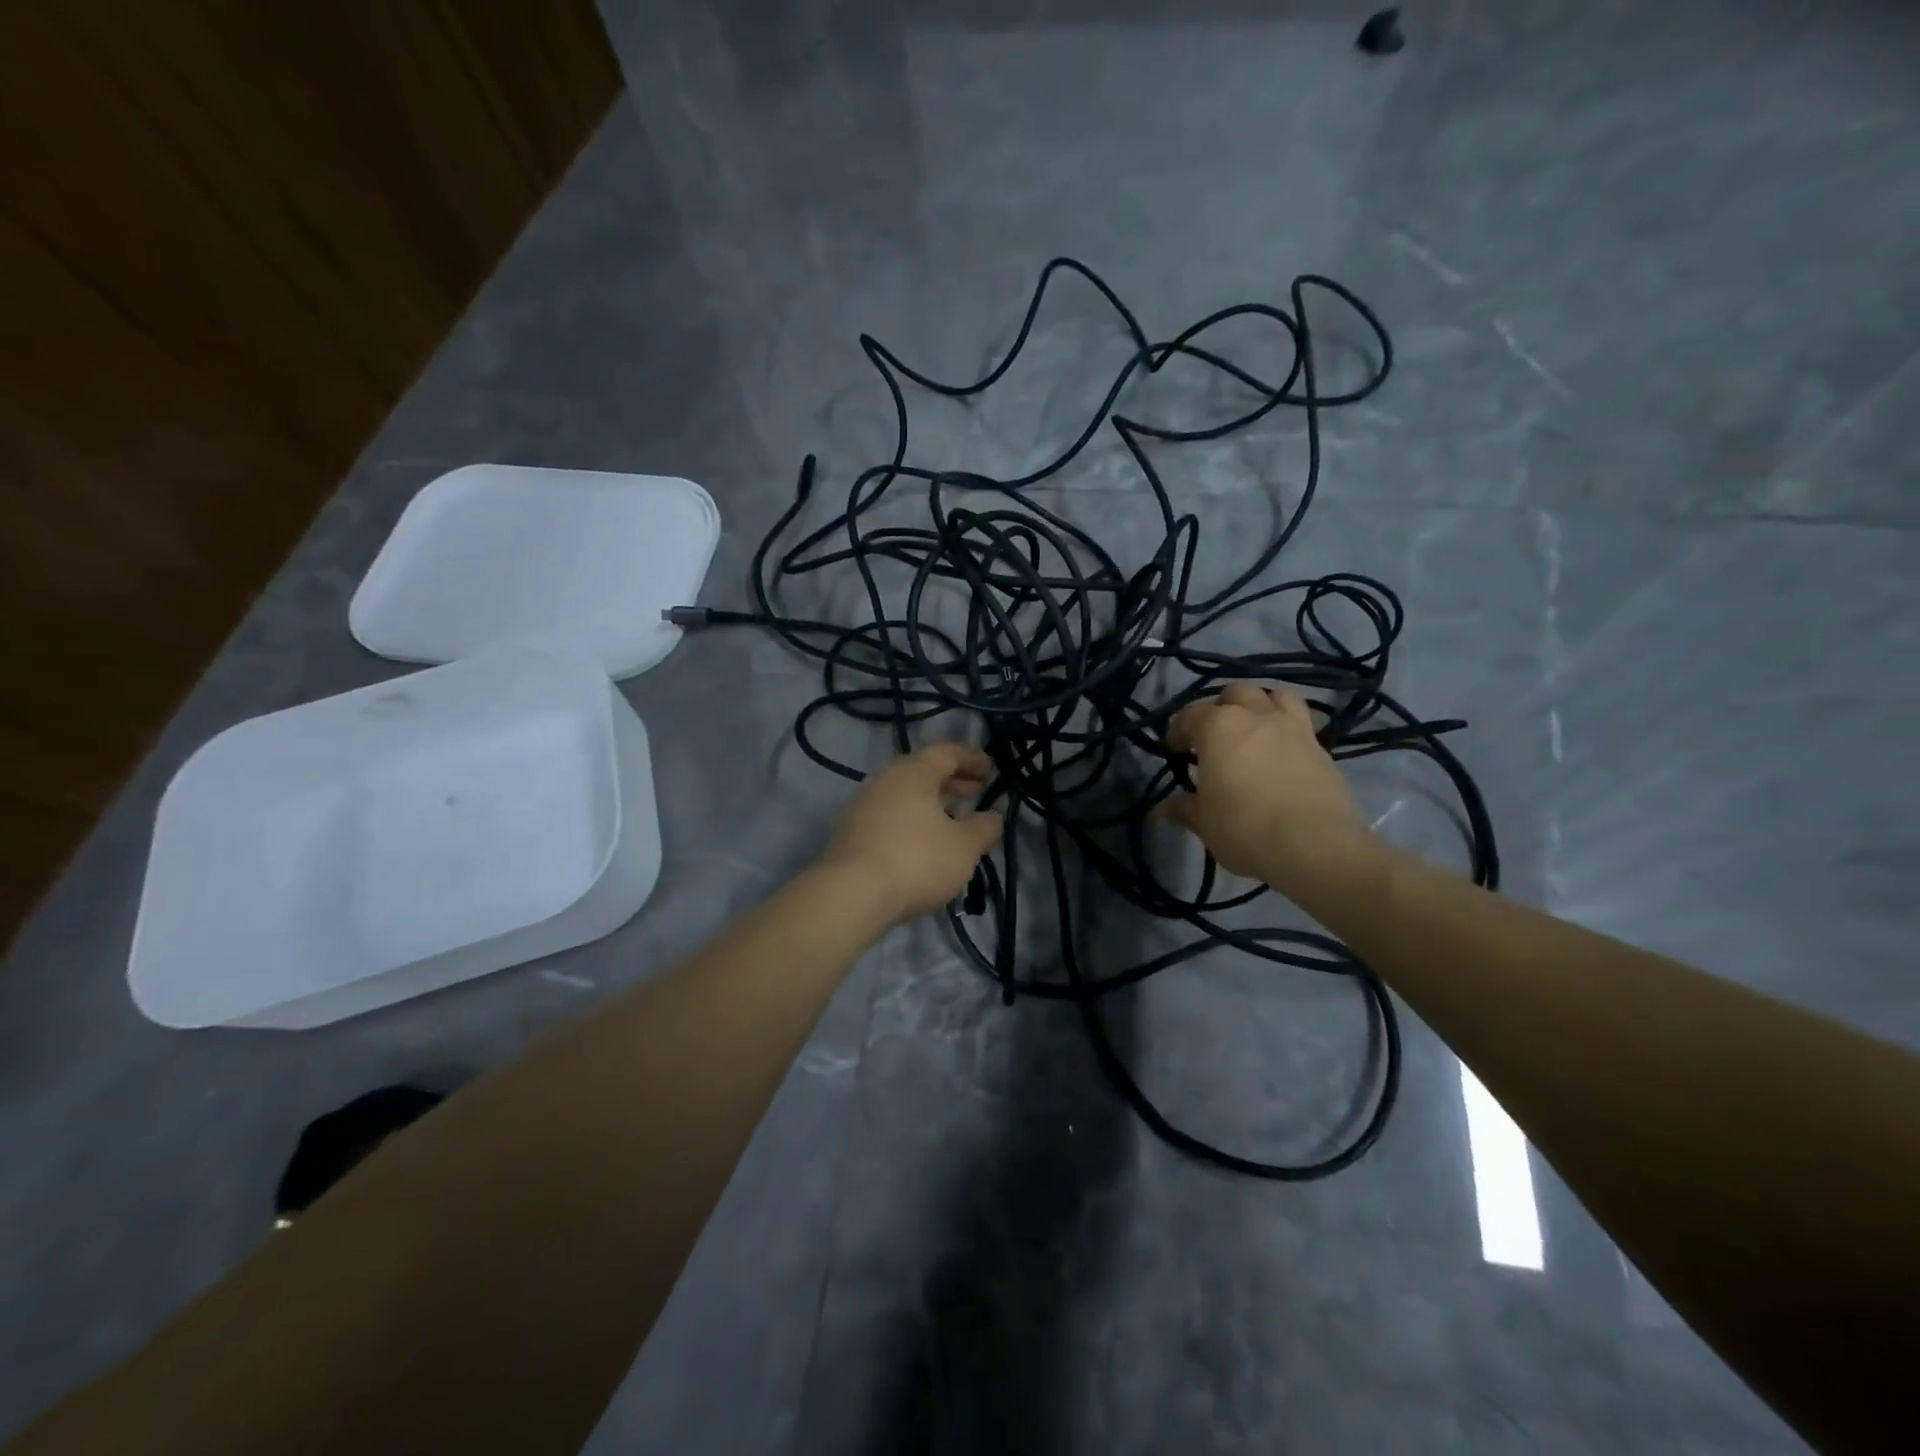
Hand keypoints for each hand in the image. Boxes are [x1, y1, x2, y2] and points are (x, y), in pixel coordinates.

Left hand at [820, 743, 1003, 925]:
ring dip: (930, 800)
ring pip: (903, 793)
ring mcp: (863, 805)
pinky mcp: (851, 831)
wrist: (851, 895)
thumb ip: (983, 829)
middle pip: (921, 770)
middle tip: (974, 792)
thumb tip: (993, 817)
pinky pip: (889, 813)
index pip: (946, 752)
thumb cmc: (917, 861)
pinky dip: (911, 817)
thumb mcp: (964, 847)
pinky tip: (923, 841)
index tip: (990, 769)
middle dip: (951, 779)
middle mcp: (884, 780)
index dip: (971, 758)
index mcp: (913, 773)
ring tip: (951, 819)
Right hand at [1161, 684, 1368, 882]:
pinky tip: (1281, 755)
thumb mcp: (1203, 821)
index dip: (1178, 731)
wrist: (1313, 845)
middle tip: (1214, 739)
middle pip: (1235, 694)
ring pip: (1276, 696)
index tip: (1175, 751)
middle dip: (1221, 709)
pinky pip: (1301, 724)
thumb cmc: (1243, 826)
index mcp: (1218, 726)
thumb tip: (1165, 808)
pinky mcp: (1322, 747)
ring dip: (1261, 707)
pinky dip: (1287, 731)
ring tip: (1253, 733)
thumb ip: (1184, 808)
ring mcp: (1293, 727)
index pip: (1189, 715)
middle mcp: (1256, 715)